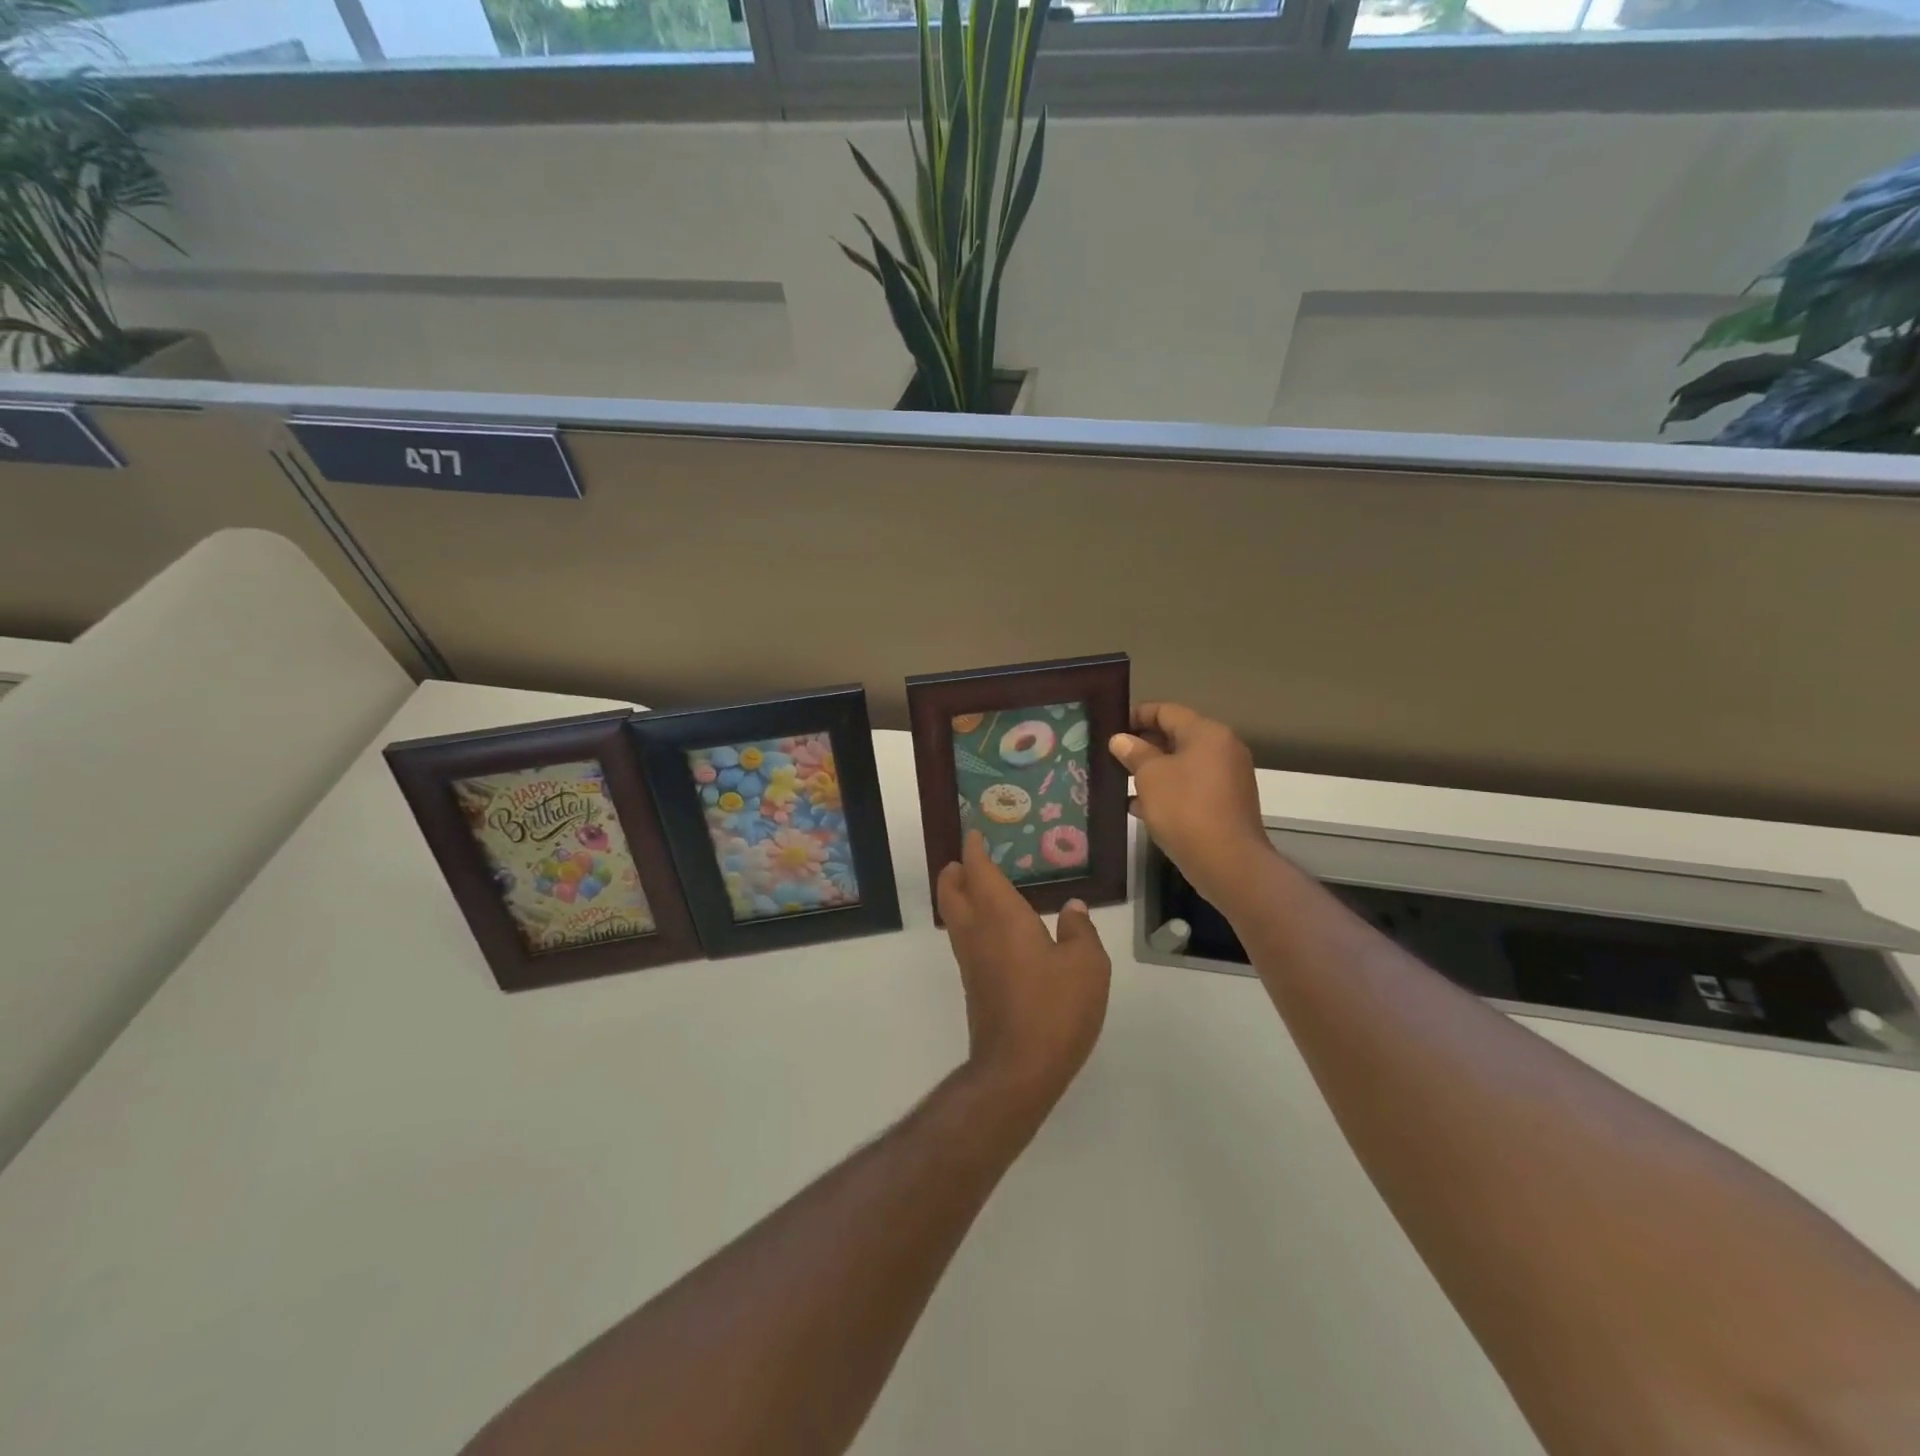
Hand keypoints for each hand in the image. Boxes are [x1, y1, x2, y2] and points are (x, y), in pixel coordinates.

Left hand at [937, 830, 1110, 1113]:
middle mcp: (978, 933)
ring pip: (954, 917)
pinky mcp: (975, 986)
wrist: (1018, 1068)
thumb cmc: (1055, 1008)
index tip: (974, 834)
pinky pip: (965, 940)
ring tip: (980, 888)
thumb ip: (1080, 931)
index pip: (980, 872)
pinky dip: (971, 921)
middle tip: (966, 859)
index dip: (975, 851)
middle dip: (955, 872)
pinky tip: (997, 931)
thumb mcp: (1086, 965)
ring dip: (959, 896)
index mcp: (1001, 916)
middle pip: (951, 892)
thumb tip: (1073, 908)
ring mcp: (972, 962)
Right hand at [1108, 702, 1272, 906]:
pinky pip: (1192, 787)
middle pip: (1176, 736)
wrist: (1228, 862)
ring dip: (1153, 770)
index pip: (1166, 711)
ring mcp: (1228, 777)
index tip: (1111, 729)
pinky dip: (1168, 791)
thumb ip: (1134, 753)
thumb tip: (1121, 739)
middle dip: (1143, 745)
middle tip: (1113, 756)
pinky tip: (1140, 807)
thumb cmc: (1185, 809)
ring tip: (1121, 781)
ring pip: (1183, 764)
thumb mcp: (1150, 776)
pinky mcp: (1226, 803)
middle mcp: (1222, 748)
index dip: (1136, 716)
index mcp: (1207, 733)